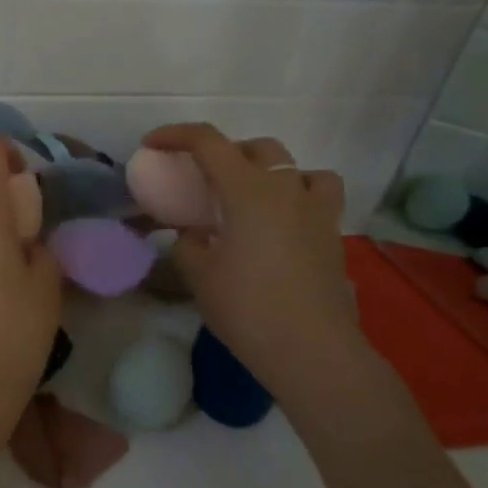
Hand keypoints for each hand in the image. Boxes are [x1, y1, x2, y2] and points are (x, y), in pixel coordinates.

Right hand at [141, 124, 365, 399]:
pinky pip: (318, 200)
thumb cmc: (248, 308)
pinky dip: (297, 200)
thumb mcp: (199, 275)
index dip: (176, 136)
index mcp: (248, 191)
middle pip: (258, 148)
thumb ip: (188, 243)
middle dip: (226, 152)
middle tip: (204, 178)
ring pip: (299, 169)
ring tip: (252, 199)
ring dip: (272, 172)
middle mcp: (287, 190)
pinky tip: (281, 228)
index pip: (209, 142)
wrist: (312, 351)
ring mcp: (317, 213)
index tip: (153, 145)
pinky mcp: (334, 238)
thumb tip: (195, 233)